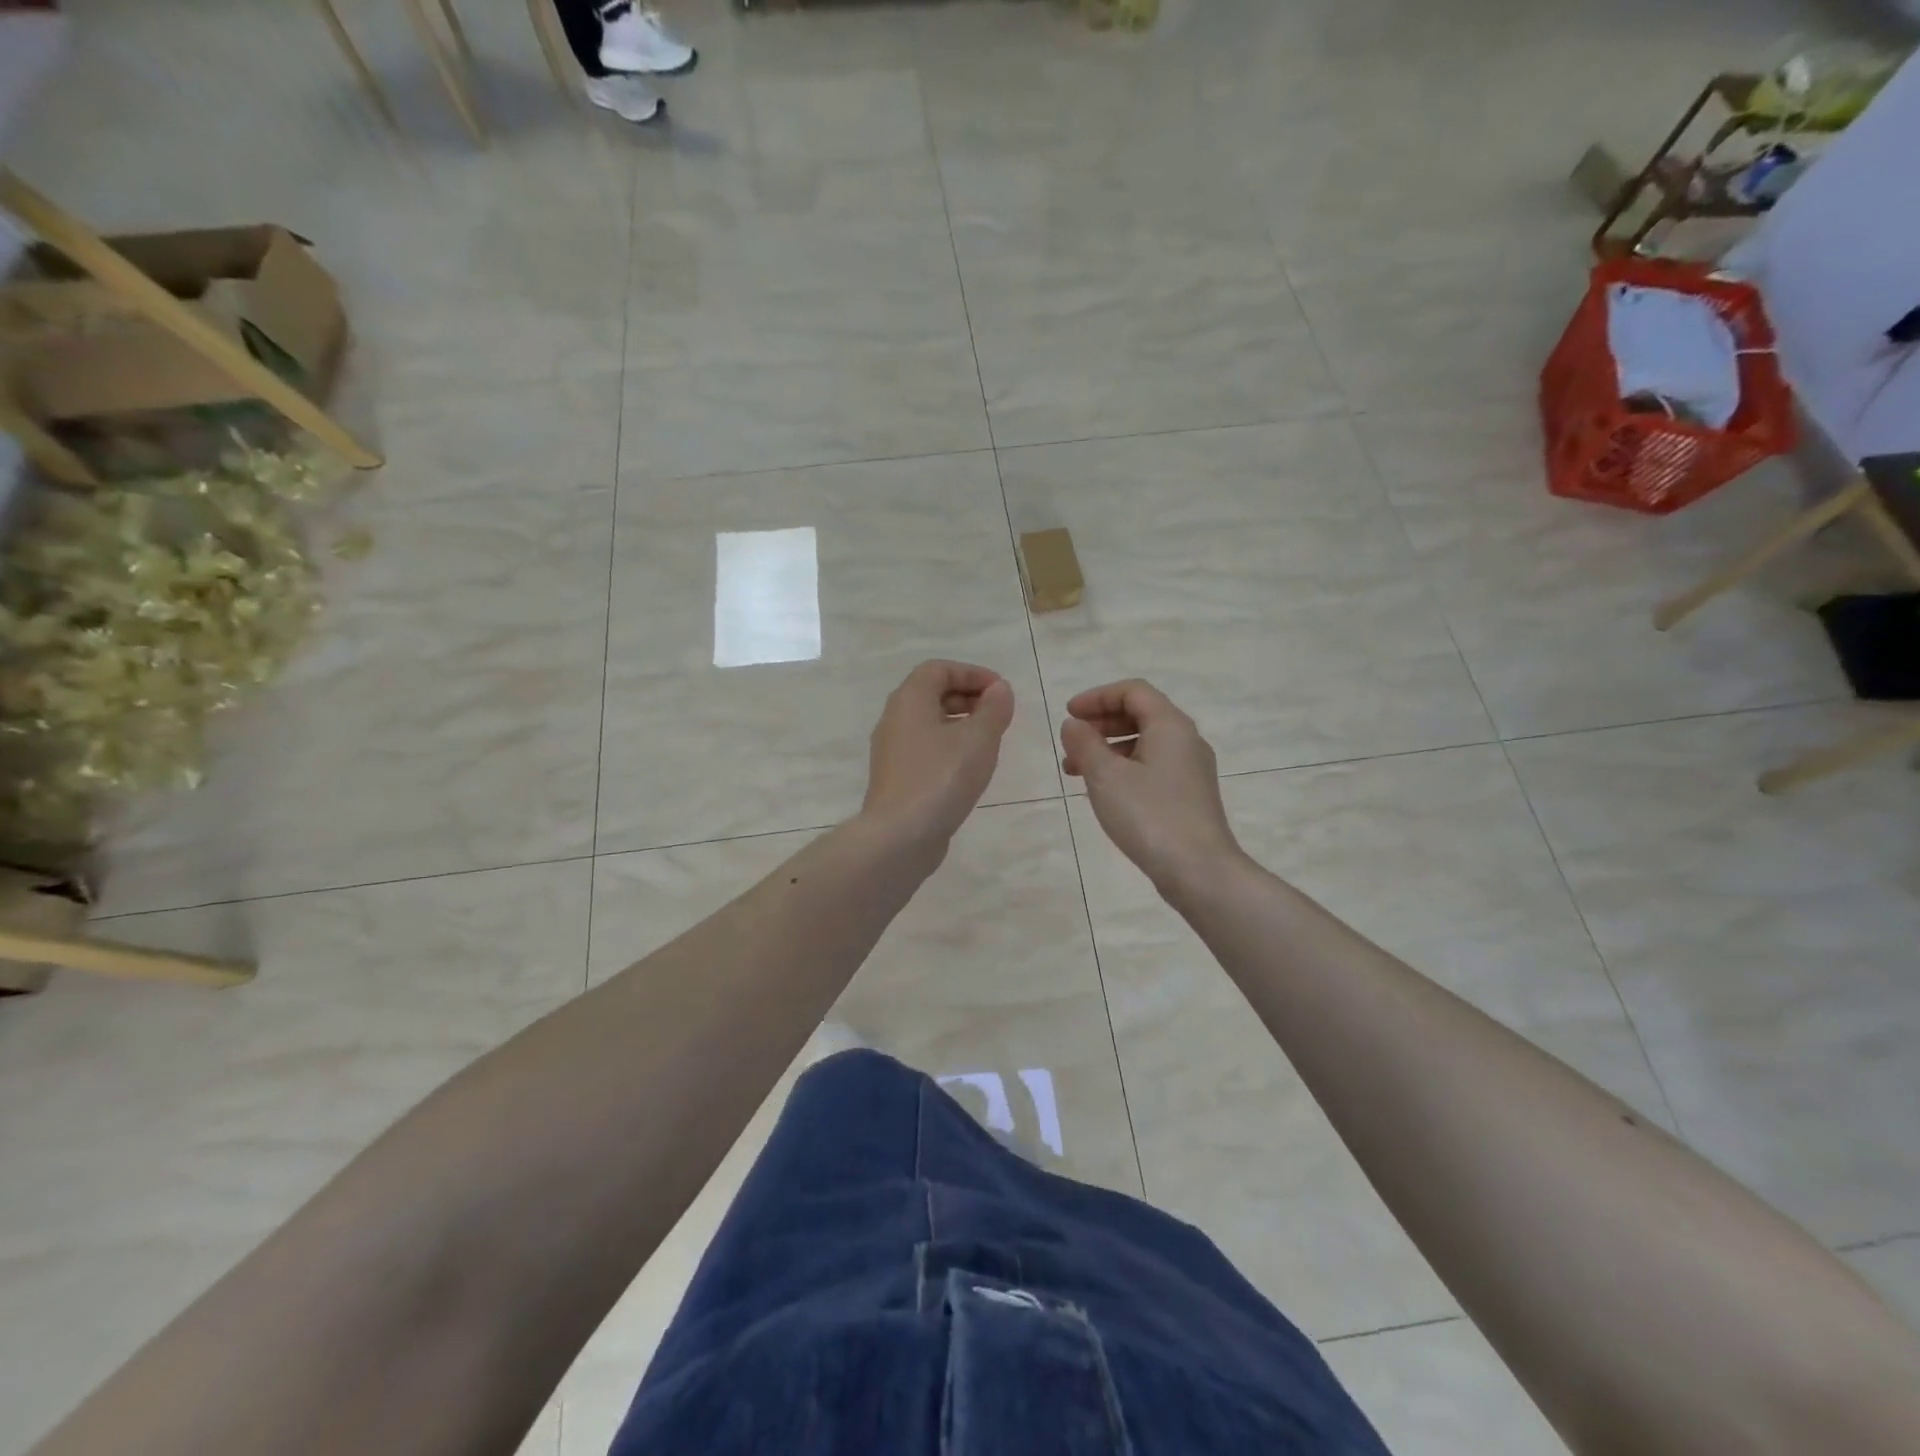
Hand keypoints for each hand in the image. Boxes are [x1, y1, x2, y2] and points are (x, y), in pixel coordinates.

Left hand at [861, 661, 1014, 850]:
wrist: (900, 836)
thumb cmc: (941, 778)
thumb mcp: (978, 739)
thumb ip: (993, 709)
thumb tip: (999, 690)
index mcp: (909, 700)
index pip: (938, 669)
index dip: (972, 674)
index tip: (1001, 692)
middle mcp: (895, 719)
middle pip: (932, 694)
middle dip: (968, 697)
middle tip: (999, 715)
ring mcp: (893, 751)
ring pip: (929, 723)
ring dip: (961, 724)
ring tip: (990, 741)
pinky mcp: (897, 777)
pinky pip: (926, 748)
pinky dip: (950, 747)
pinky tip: (970, 768)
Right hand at [1060, 680, 1243, 891]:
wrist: (1199, 871)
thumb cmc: (1150, 816)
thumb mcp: (1106, 776)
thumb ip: (1084, 744)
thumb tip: (1073, 725)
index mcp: (1170, 726)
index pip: (1133, 691)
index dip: (1097, 697)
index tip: (1068, 715)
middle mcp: (1186, 740)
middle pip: (1140, 714)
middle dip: (1100, 723)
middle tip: (1071, 741)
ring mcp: (1190, 770)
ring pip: (1144, 743)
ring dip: (1107, 749)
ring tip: (1075, 771)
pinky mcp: (1188, 795)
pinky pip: (1151, 767)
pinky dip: (1123, 768)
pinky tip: (1103, 791)